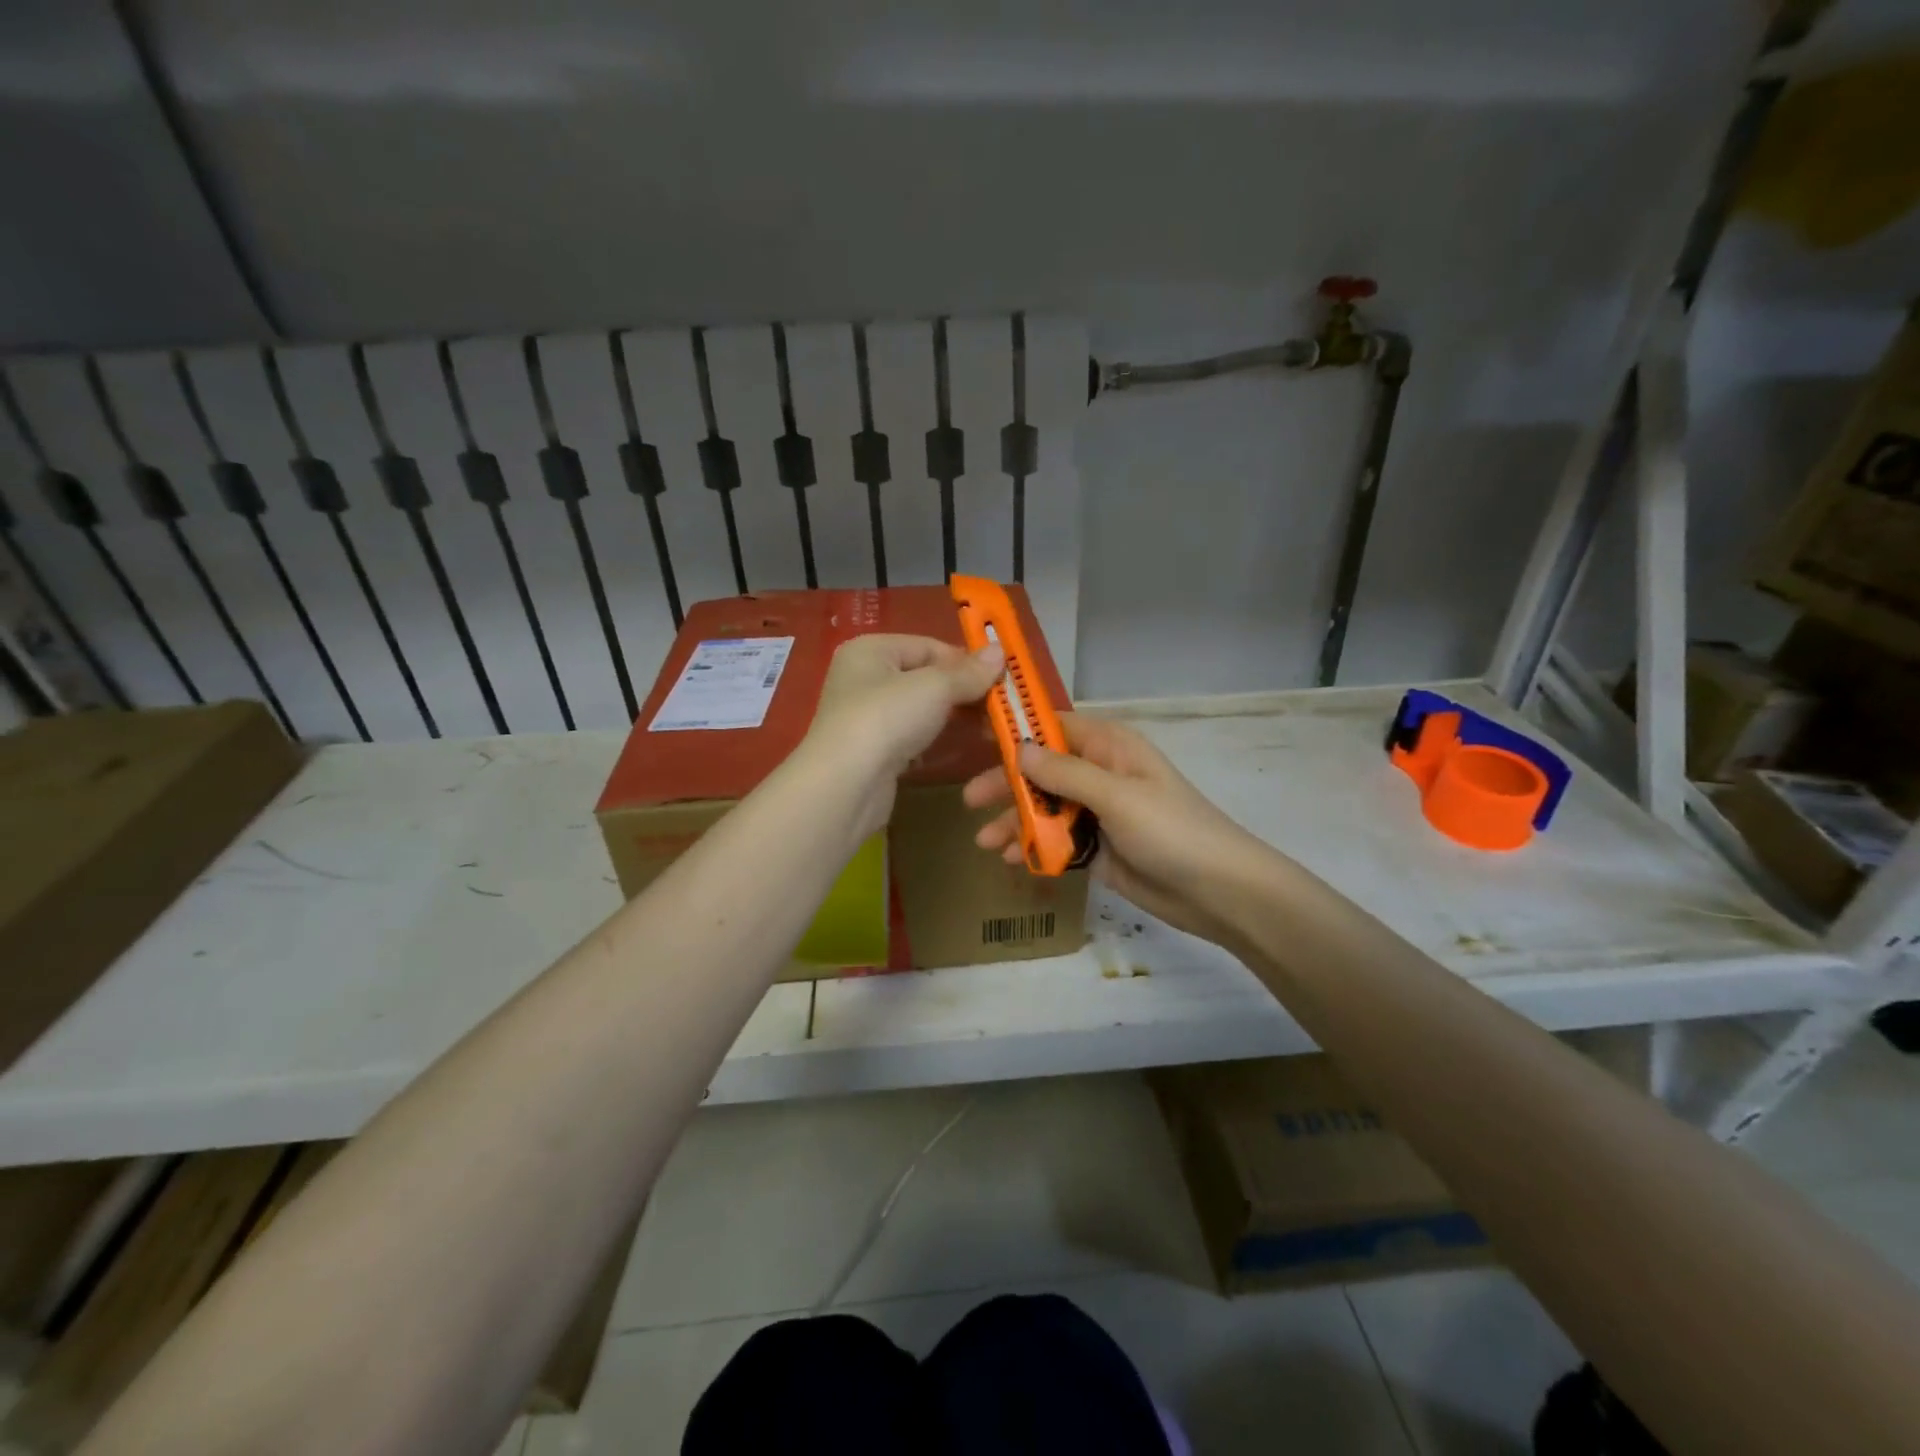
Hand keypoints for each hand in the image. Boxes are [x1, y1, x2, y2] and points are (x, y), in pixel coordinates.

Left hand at [803, 634, 1003, 838]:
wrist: (846, 785)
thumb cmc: (886, 719)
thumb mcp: (934, 687)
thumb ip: (968, 672)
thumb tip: (1000, 651)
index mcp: (871, 650)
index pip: (929, 645)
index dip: (965, 660)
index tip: (1001, 677)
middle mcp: (864, 678)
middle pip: (926, 676)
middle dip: (964, 690)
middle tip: (1001, 706)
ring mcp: (867, 716)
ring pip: (921, 708)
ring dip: (955, 715)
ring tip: (991, 727)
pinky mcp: (874, 750)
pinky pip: (914, 735)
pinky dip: (937, 738)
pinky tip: (963, 745)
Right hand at [962, 713, 1273, 946]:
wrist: (1217, 891)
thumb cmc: (1171, 831)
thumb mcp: (1117, 796)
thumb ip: (1065, 773)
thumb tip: (1018, 748)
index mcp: (1109, 747)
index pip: (1054, 726)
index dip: (1017, 729)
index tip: (975, 735)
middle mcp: (1100, 774)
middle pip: (1042, 770)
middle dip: (1007, 784)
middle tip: (970, 800)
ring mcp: (1098, 812)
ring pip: (1045, 808)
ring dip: (1015, 821)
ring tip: (985, 842)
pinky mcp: (1097, 848)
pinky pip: (1056, 840)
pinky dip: (1034, 847)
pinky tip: (1012, 860)